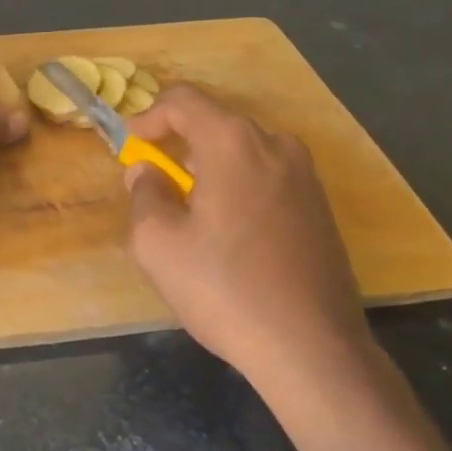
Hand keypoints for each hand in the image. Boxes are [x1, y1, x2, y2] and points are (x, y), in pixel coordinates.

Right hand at [124, 85, 368, 381]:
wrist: (314, 350)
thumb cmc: (226, 289)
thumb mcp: (158, 244)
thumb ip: (145, 194)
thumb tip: (148, 172)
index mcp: (233, 142)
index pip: (183, 100)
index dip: (148, 116)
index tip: (130, 145)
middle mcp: (276, 145)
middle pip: (216, 123)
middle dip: (179, 144)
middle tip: (156, 180)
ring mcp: (306, 175)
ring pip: (244, 151)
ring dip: (210, 167)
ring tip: (190, 210)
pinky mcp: (321, 207)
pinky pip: (268, 176)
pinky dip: (239, 185)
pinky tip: (229, 233)